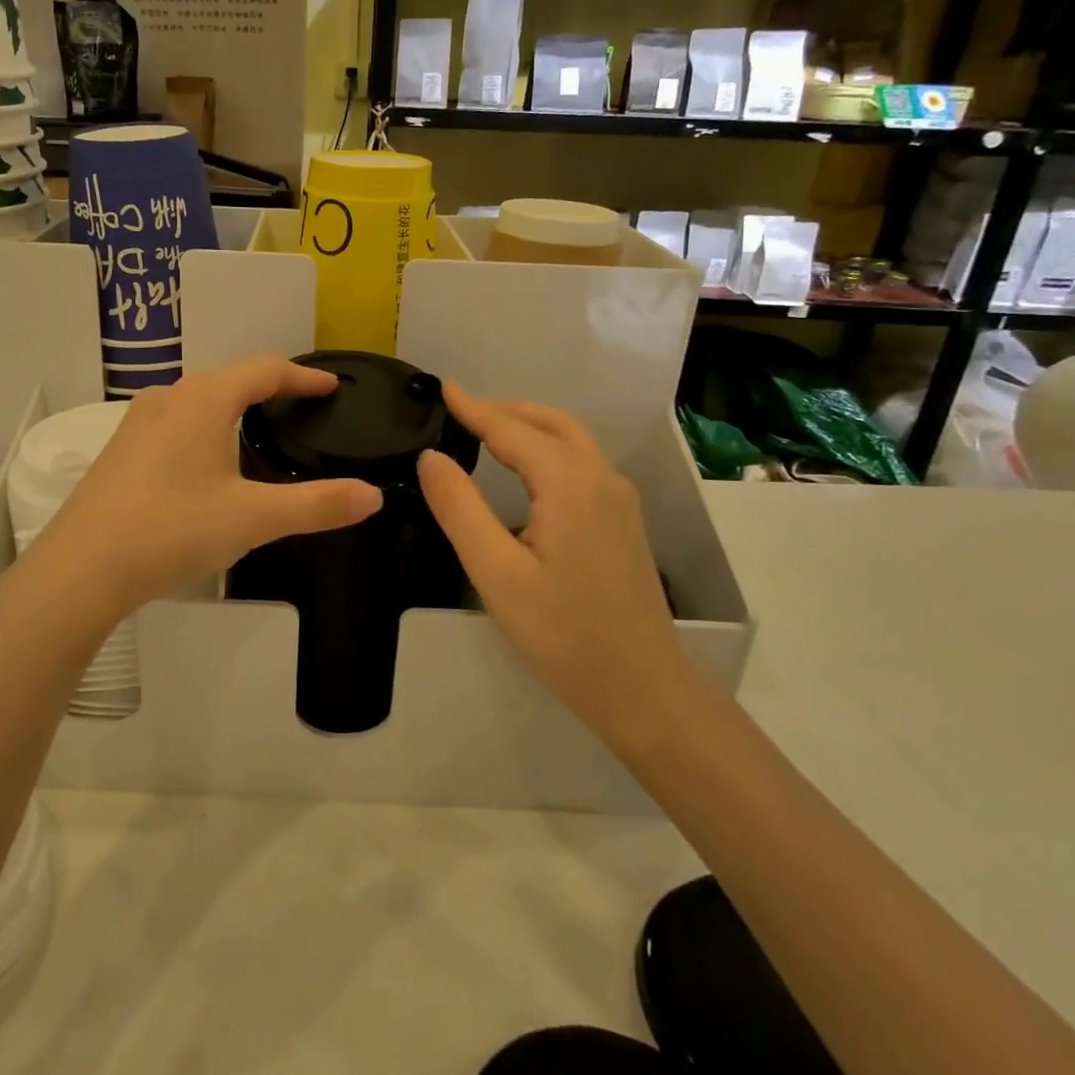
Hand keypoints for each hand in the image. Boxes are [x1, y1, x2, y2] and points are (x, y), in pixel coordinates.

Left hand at [26, 356, 382, 620]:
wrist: (80, 569)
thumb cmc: (172, 530)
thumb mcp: (253, 518)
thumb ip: (317, 505)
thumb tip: (373, 495)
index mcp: (205, 400)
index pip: (265, 371)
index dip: (303, 376)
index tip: (332, 386)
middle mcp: (170, 398)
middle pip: (230, 379)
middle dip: (269, 388)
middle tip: (302, 407)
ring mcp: (138, 423)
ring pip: (199, 400)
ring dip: (233, 405)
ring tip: (259, 428)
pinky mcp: (121, 450)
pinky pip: (176, 422)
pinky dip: (206, 426)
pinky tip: (207, 459)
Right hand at [417, 383, 687, 742]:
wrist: (643, 688)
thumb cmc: (564, 634)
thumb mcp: (496, 574)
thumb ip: (460, 509)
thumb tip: (431, 457)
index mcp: (569, 484)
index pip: (511, 429)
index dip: (473, 407)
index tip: (441, 386)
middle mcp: (600, 478)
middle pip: (550, 423)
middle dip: (504, 409)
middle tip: (460, 411)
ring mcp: (619, 499)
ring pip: (571, 439)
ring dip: (529, 425)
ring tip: (486, 430)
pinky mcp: (624, 520)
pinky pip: (582, 462)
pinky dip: (548, 446)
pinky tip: (526, 471)